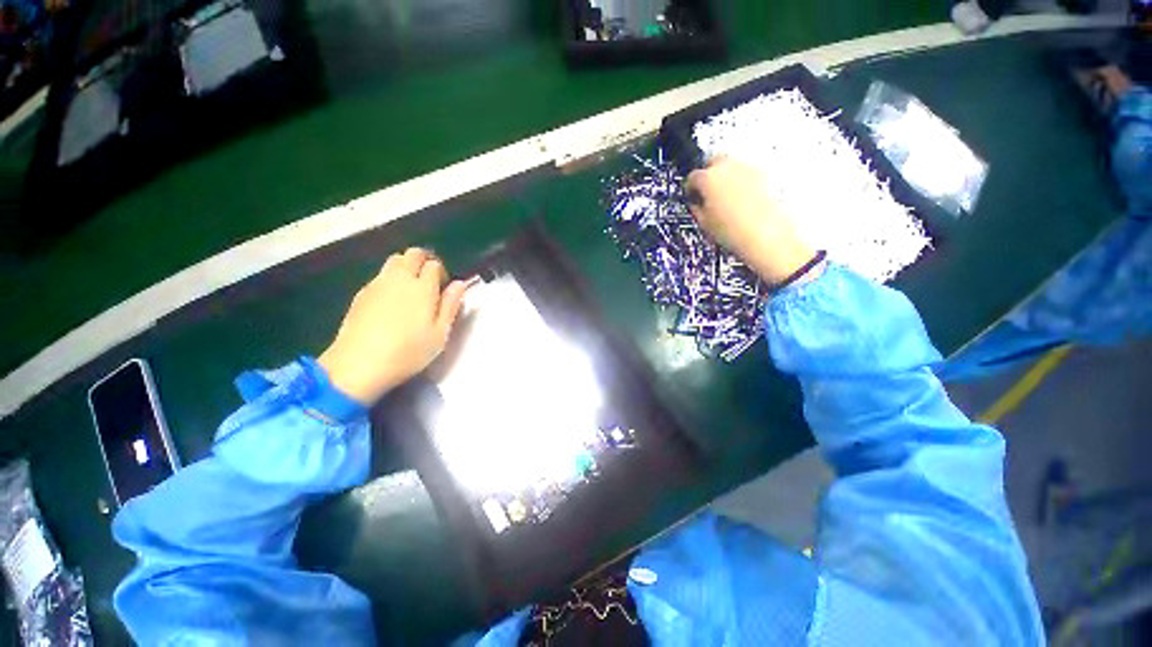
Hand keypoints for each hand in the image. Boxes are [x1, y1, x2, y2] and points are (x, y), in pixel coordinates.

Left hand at [319, 248, 470, 403]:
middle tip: (429, 283)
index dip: (441, 273)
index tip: (443, 289)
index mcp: (423, 288)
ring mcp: (377, 284)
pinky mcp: (361, 293)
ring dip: (406, 267)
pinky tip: (391, 302)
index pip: (434, 264)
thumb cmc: (408, 352)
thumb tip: (460, 284)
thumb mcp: (440, 334)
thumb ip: (451, 305)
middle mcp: (399, 279)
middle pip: (413, 254)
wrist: (358, 365)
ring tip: (410, 291)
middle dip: (424, 261)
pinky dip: (390, 279)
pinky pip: (380, 275)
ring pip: (394, 261)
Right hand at [686, 157, 816, 284]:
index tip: (692, 196)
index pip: (692, 178)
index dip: (690, 189)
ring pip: (731, 166)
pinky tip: (740, 201)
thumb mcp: (704, 224)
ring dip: (725, 177)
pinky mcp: (764, 175)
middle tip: (707, 193)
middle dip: (708, 175)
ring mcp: (749, 168)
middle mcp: (728, 167)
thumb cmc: (735, 232)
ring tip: (725, 199)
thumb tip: (697, 204)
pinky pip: (746, 174)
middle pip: (713, 161)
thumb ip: (697, 208)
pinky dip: (741, 182)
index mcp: (708, 178)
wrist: (765, 237)